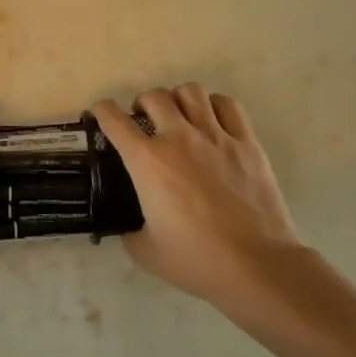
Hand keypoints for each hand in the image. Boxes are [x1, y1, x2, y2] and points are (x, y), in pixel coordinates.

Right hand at [92, 85, 302, 315]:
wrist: (255, 265)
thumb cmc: (195, 259)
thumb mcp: (145, 250)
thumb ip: (129, 230)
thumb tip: (128, 225)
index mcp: (147, 162)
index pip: (114, 119)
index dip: (101, 111)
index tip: (99, 114)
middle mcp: (179, 138)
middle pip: (154, 96)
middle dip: (142, 103)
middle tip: (143, 121)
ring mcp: (216, 137)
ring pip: (191, 91)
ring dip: (178, 99)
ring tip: (178, 115)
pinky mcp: (247, 143)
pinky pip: (228, 106)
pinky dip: (214, 106)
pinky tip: (212, 120)